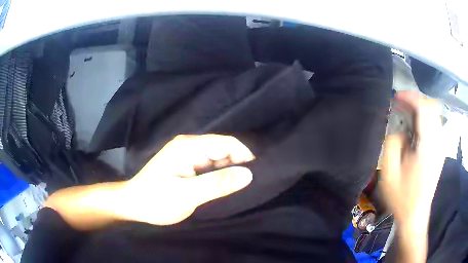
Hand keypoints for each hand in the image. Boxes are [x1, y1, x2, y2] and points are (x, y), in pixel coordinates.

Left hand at [123, 134, 254, 224]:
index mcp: (188, 147)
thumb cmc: (156, 200)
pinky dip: (219, 175)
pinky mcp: (186, 164)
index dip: (245, 156)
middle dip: (238, 165)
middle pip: (223, 149)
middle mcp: (189, 145)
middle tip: (249, 186)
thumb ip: (217, 184)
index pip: (227, 143)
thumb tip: (248, 174)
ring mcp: (187, 155)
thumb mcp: (187, 195)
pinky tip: (224, 187)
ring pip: (218, 158)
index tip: (257, 176)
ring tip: (239, 189)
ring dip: (229, 171)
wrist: (133, 204)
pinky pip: (210, 166)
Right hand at [381, 91, 443, 225]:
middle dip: (415, 100)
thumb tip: (400, 130)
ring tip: (406, 112)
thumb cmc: (402, 197)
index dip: (410, 97)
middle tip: (400, 104)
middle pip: (431, 107)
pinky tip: (415, 126)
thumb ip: (393, 144)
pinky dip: (425, 118)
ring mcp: (440, 147)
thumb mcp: (390, 173)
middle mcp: (437, 142)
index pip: (423, 109)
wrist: (415, 214)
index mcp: (427, 146)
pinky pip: (435, 125)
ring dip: (420, 108)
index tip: (397, 96)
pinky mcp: (440, 151)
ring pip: (434, 114)